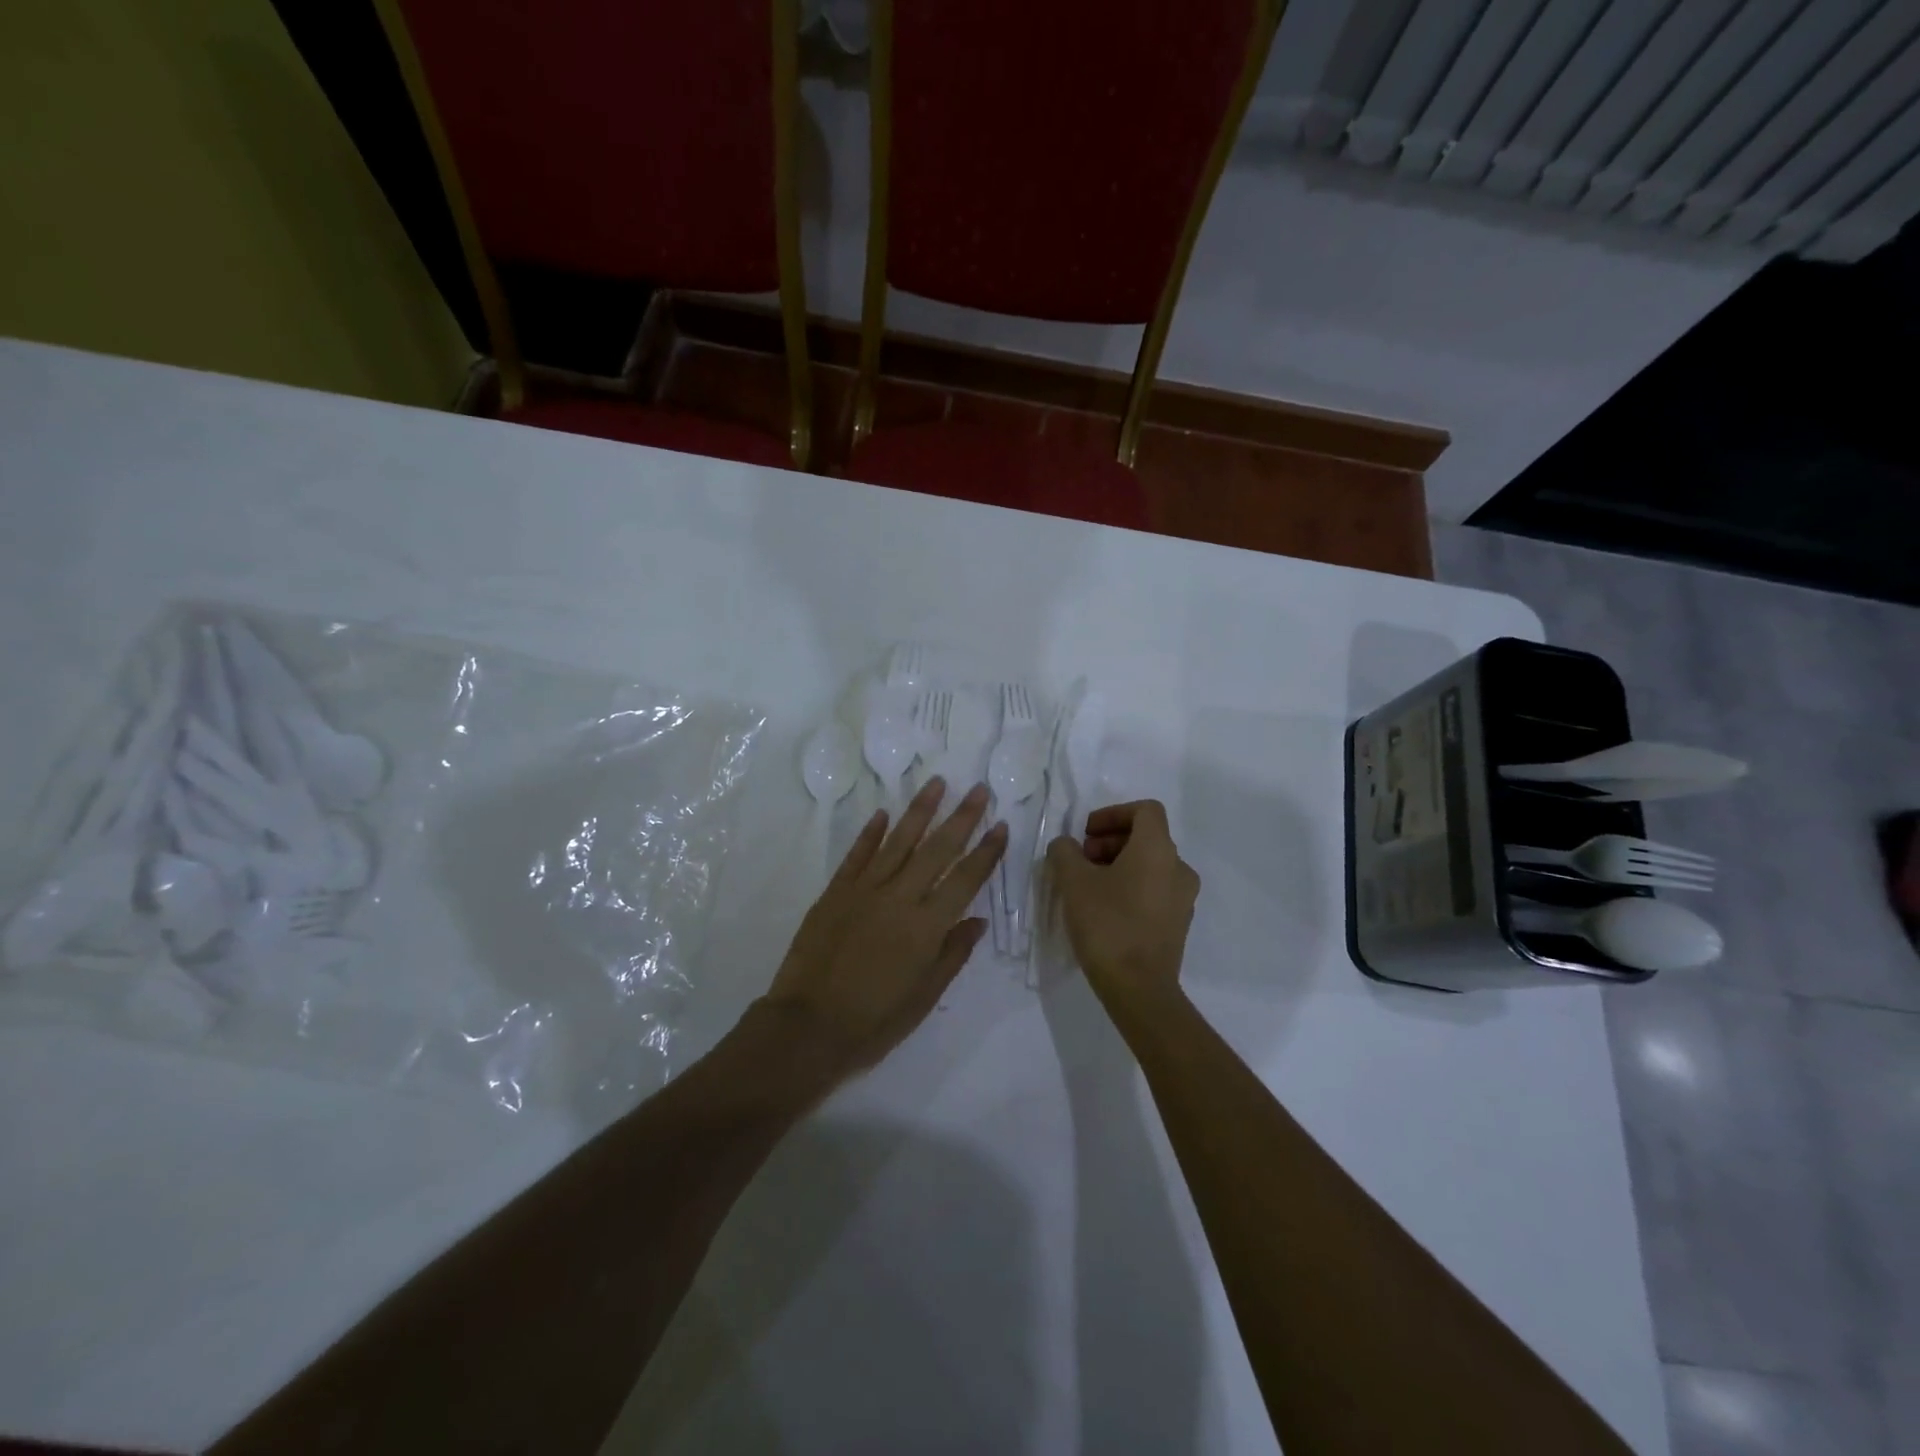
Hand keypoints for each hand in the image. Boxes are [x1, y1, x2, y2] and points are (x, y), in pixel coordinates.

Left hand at [764, 777, 1006, 1077]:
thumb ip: (953, 955)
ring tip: (937, 783)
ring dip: (920, 811)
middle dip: (962, 818)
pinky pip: (857, 855)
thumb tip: (978, 920)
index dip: (986, 852)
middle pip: (937, 850)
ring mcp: (864, 891)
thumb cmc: (873, 1022)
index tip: (1001, 825)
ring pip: (898, 842)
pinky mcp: (835, 892)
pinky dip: (870, 833)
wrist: (806, 1028)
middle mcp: (899, 899)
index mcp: (926, 928)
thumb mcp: (923, 998)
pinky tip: (883, 813)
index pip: (965, 880)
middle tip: (978, 790)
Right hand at [1046, 800, 1199, 1013]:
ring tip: (1087, 886)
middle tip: (1081, 859)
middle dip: (1110, 841)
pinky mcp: (1178, 924)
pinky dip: (1131, 887)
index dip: (1113, 813)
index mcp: (1158, 849)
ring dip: (1118, 864)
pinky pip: (1154, 890)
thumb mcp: (1073, 882)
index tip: (1086, 832)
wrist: (1138, 988)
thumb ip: (1065, 852)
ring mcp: (1183, 898)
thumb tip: (1066, 846)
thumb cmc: (1107, 924)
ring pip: (1150, 865)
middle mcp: (1179, 867)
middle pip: (1146, 837)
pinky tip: (1104, 909)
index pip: (1144, 810)